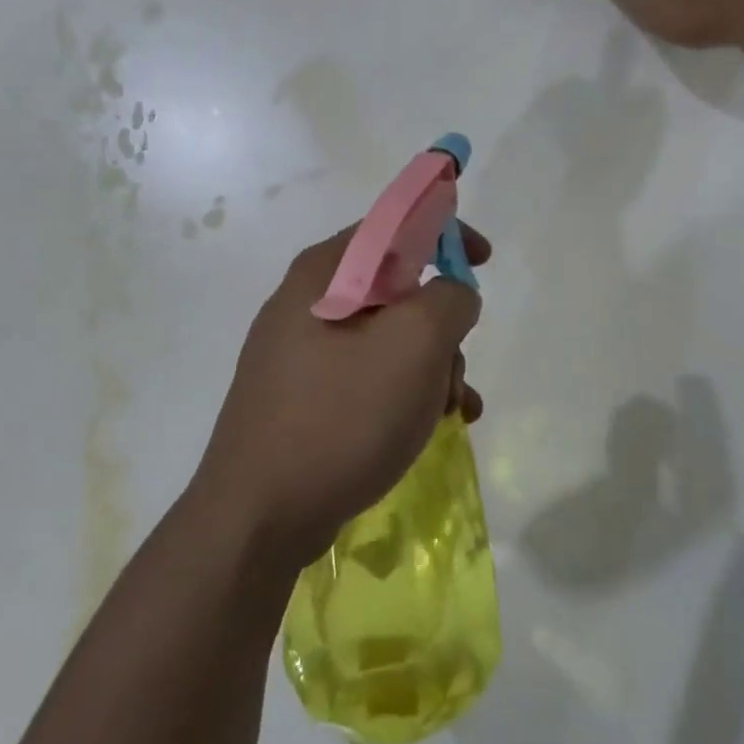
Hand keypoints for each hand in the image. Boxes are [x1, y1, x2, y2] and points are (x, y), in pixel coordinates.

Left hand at [191, 223, 489, 569]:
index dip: (446, 232)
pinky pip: (369, 378)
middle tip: (455, 368)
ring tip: (451, 411)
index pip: (394, 224)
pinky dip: (407, 393)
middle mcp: (307, 304)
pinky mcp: (305, 399)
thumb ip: (449, 300)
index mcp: (324, 273)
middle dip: (442, 326)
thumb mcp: (413, 345)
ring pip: (389, 339)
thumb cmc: (340, 417)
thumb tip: (452, 295)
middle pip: (397, 289)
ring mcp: (301, 355)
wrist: (259, 518)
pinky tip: (431, 428)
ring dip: (432, 367)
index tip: (484, 259)